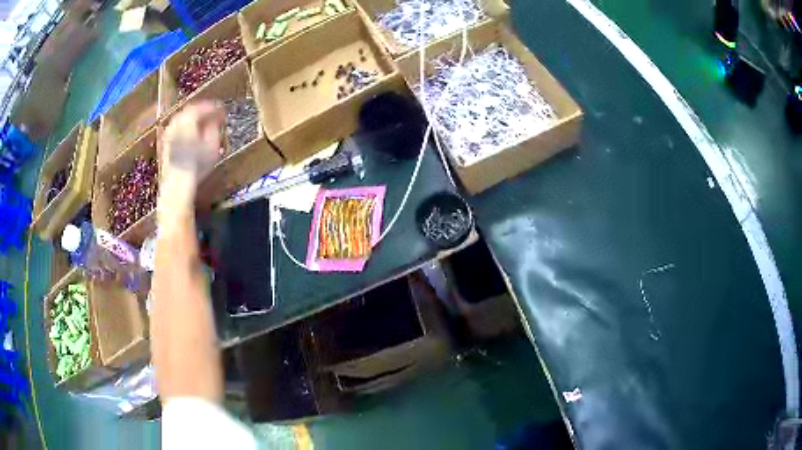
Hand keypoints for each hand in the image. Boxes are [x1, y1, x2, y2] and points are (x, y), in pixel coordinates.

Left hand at [158, 102, 224, 219]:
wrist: (177, 185)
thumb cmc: (197, 164)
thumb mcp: (212, 145)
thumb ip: (214, 128)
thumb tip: (215, 120)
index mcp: (188, 119)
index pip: (201, 107)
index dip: (213, 107)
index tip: (222, 109)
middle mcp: (176, 123)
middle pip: (189, 112)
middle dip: (201, 113)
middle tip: (212, 116)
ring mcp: (168, 134)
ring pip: (181, 121)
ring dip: (192, 122)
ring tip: (202, 127)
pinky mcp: (164, 146)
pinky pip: (176, 131)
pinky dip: (184, 131)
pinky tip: (191, 139)